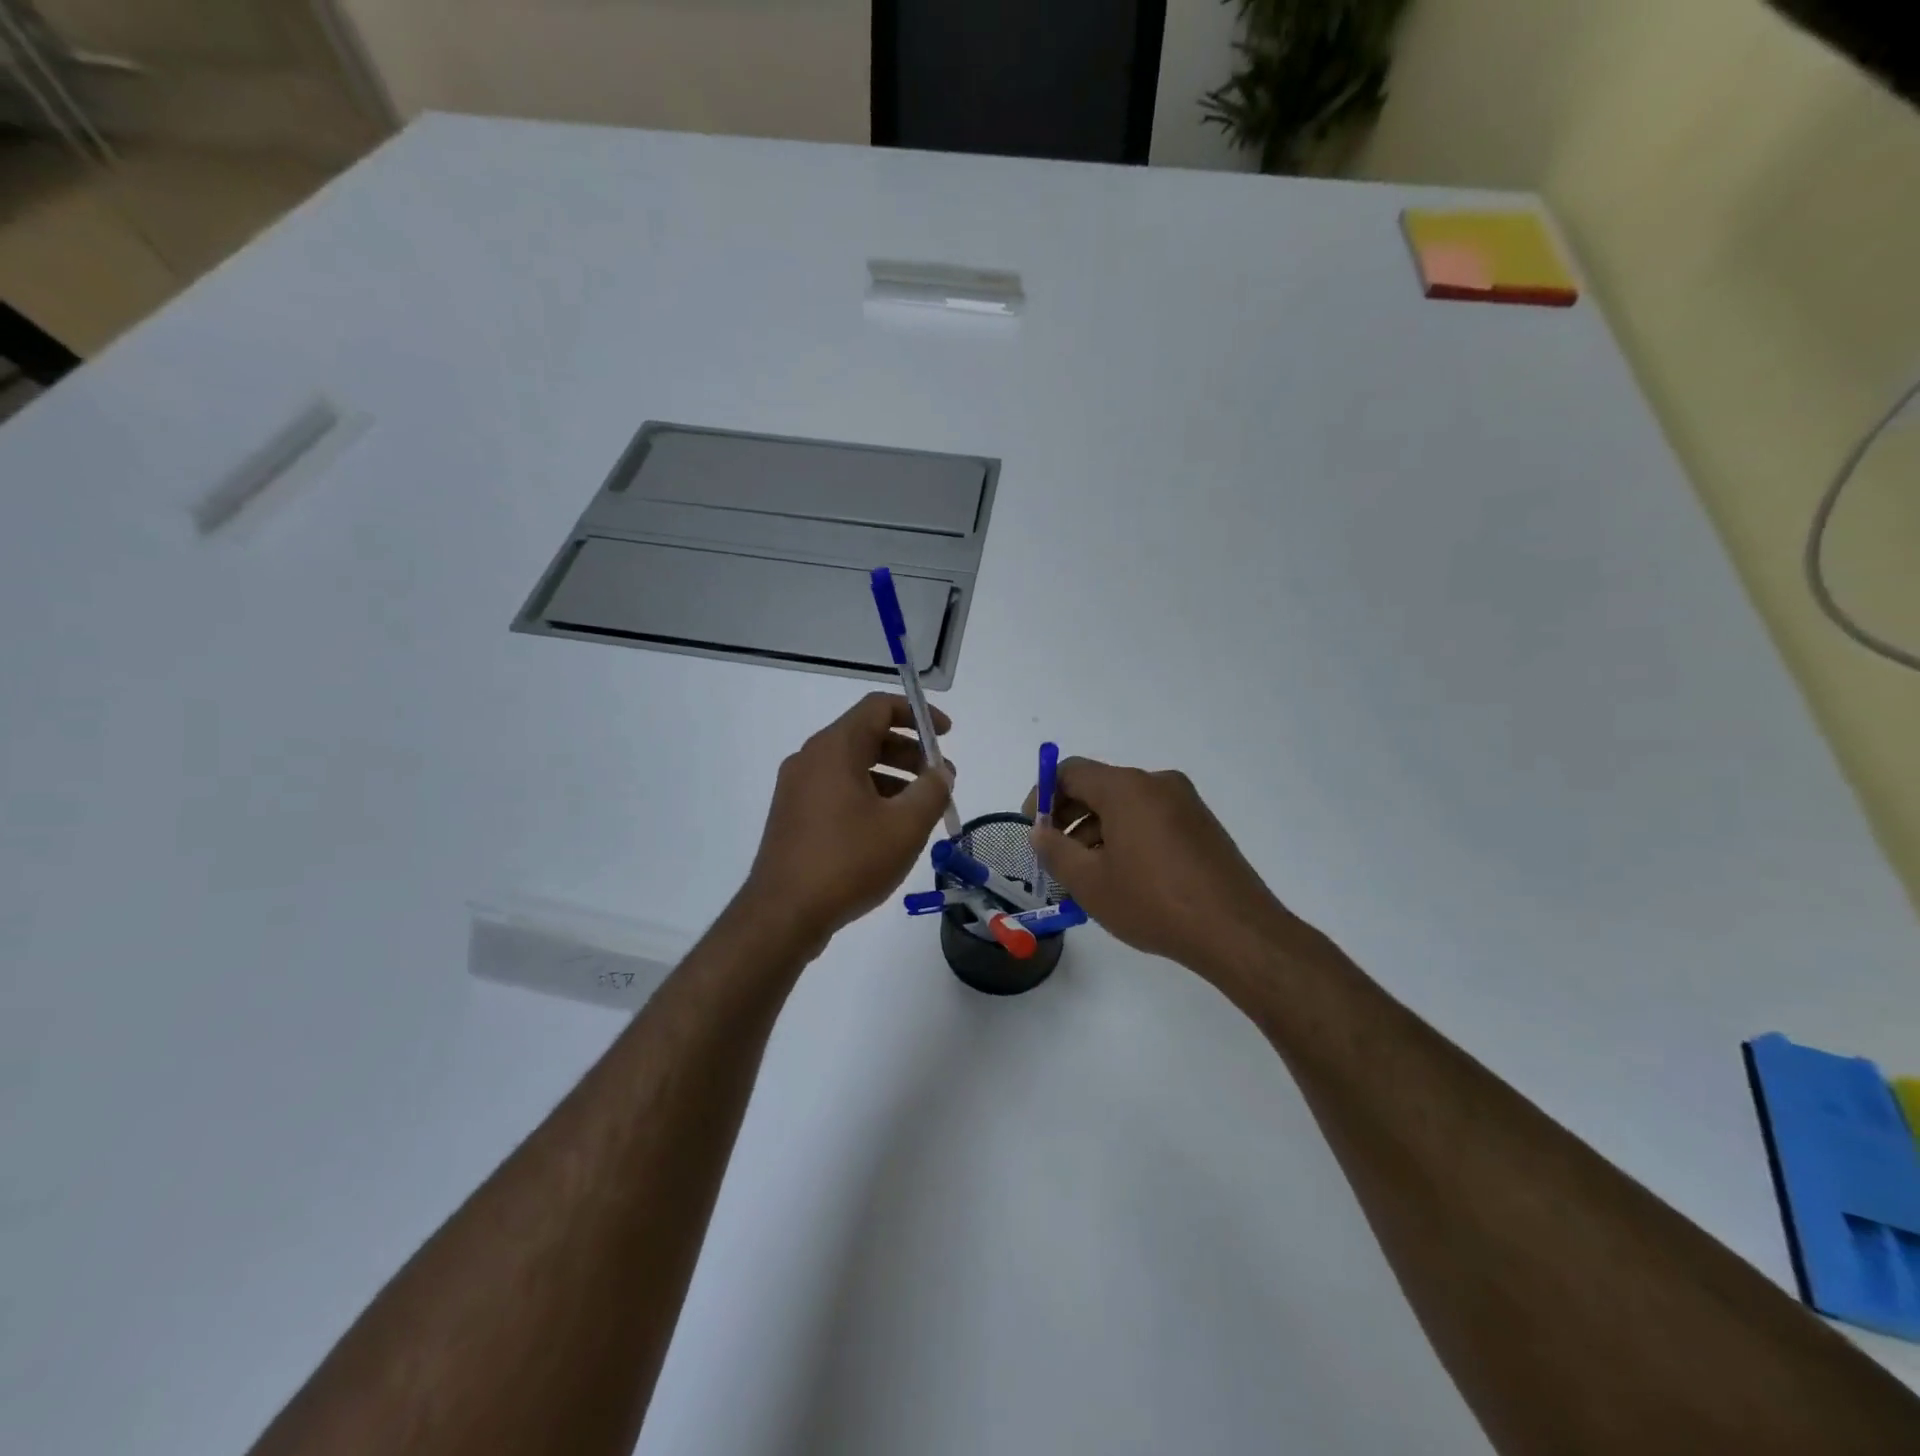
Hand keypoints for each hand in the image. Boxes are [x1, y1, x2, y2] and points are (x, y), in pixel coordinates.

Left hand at [742, 693, 954, 946]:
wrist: (783, 914)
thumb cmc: (848, 861)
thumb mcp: (905, 826)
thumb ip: (932, 790)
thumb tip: (941, 772)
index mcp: (834, 748)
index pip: (879, 707)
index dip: (918, 715)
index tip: (946, 735)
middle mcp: (811, 759)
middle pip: (867, 736)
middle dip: (910, 753)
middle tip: (940, 780)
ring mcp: (797, 788)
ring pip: (853, 766)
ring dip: (892, 778)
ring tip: (921, 809)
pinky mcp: (793, 816)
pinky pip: (838, 790)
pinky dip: (869, 796)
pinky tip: (889, 830)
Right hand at [1028, 759, 1296, 978]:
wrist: (1236, 932)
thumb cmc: (1153, 903)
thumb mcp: (1089, 882)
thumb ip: (1055, 850)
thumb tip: (1040, 831)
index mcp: (1127, 788)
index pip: (1071, 772)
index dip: (1043, 796)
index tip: (1034, 830)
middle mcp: (1157, 783)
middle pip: (1099, 786)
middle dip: (1070, 817)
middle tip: (1055, 855)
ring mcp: (1185, 802)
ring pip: (1126, 805)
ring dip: (1097, 830)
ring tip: (1087, 875)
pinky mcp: (1201, 825)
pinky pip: (1151, 818)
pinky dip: (1127, 836)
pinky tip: (1124, 876)